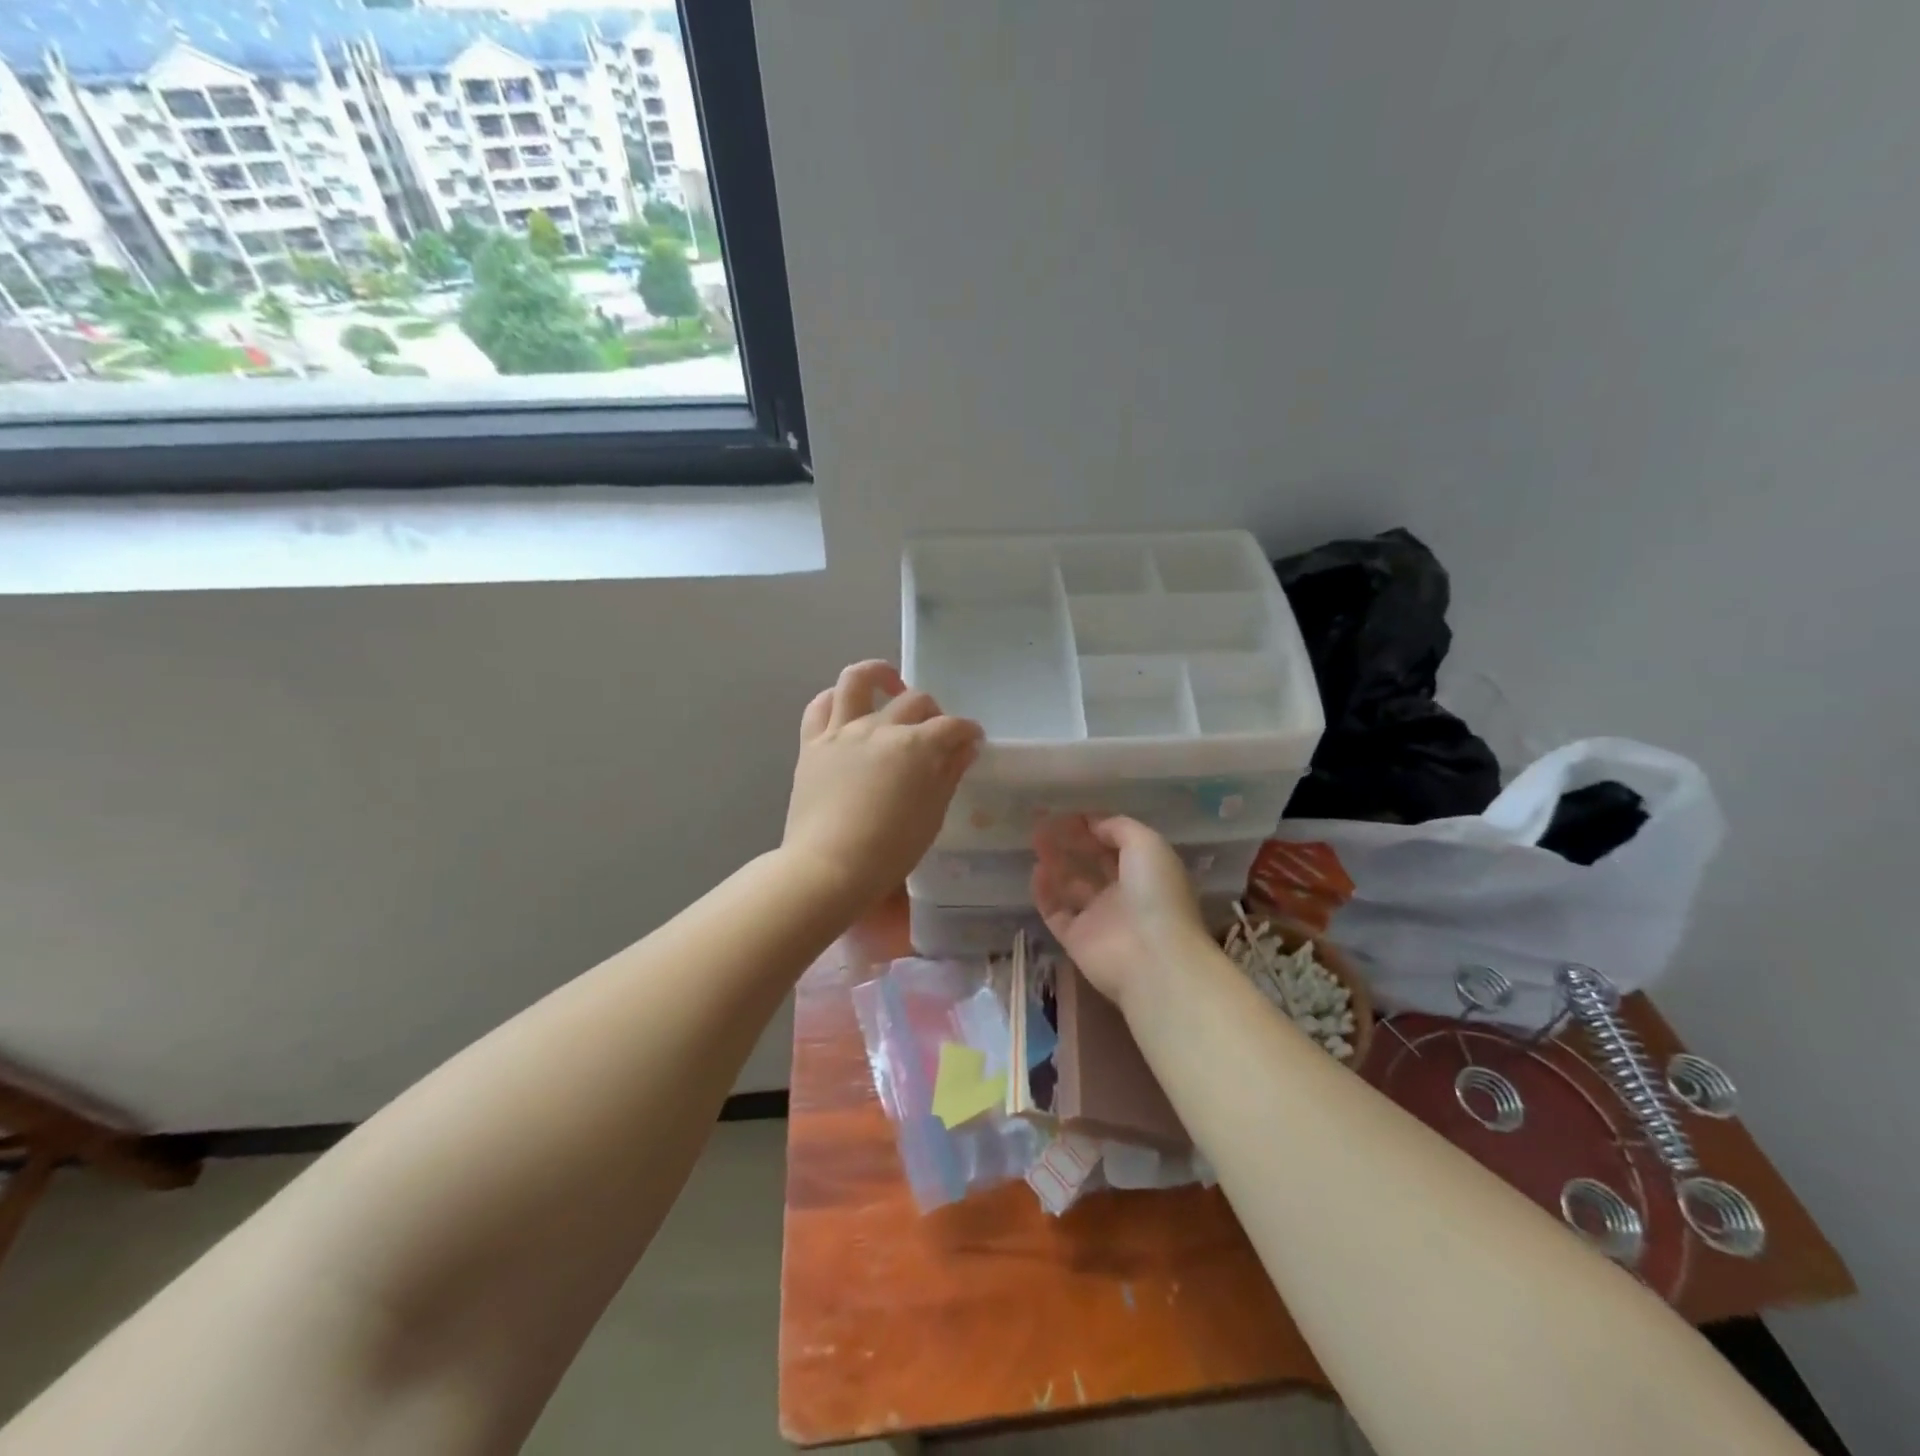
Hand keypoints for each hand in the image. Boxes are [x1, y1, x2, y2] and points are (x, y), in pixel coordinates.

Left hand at [783, 661, 982, 911]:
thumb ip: (949, 774)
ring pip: (858, 680)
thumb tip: (964, 748)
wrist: (829, 867)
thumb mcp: (932, 816)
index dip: (968, 731)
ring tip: (890, 684)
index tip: (972, 740)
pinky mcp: (812, 743)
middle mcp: (881, 728)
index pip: (953, 727)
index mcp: (917, 746)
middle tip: (936, 732)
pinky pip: (820, 706)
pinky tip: (846, 705)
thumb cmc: (890, 850)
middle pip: (915, 701)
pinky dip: (835, 698)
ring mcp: (843, 731)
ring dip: (879, 674)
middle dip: (934, 712)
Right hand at [1031, 814, 1211, 1012]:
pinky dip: (1045, 893)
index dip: (1097, 829)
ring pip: (1072, 887)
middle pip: (1093, 865)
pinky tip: (1036, 870)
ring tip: (1036, 841)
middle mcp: (1124, 896)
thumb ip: (1119, 828)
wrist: (1151, 958)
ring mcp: (1099, 919)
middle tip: (1046, 823)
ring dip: (1056, 864)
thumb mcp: (1147, 845)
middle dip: (1072, 844)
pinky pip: (1056, 912)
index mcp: (1146, 873)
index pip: (1119, 846)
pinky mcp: (1076, 940)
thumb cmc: (1155, 894)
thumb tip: (1093, 823)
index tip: (1071, 813)